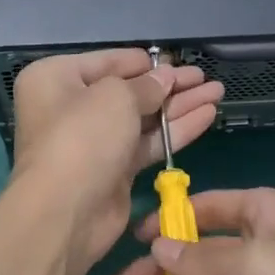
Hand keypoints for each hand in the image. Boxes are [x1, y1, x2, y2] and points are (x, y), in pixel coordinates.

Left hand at [10, 50, 223, 271]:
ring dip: (179, 105)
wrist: (64, 213)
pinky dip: (176, 130)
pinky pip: (147, 142)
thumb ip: (146, 85)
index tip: (177, 60)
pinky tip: (207, 115)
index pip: (109, 61)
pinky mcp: (114, 169)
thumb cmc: (82, 137)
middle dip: (169, 84)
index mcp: (57, 78)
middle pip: (129, 90)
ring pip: (143, 117)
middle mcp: (72, 106)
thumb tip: (166, 77)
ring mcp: (94, 140)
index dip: (145, 62)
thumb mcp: (116, 97)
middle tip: (205, 77)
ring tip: (217, 91)